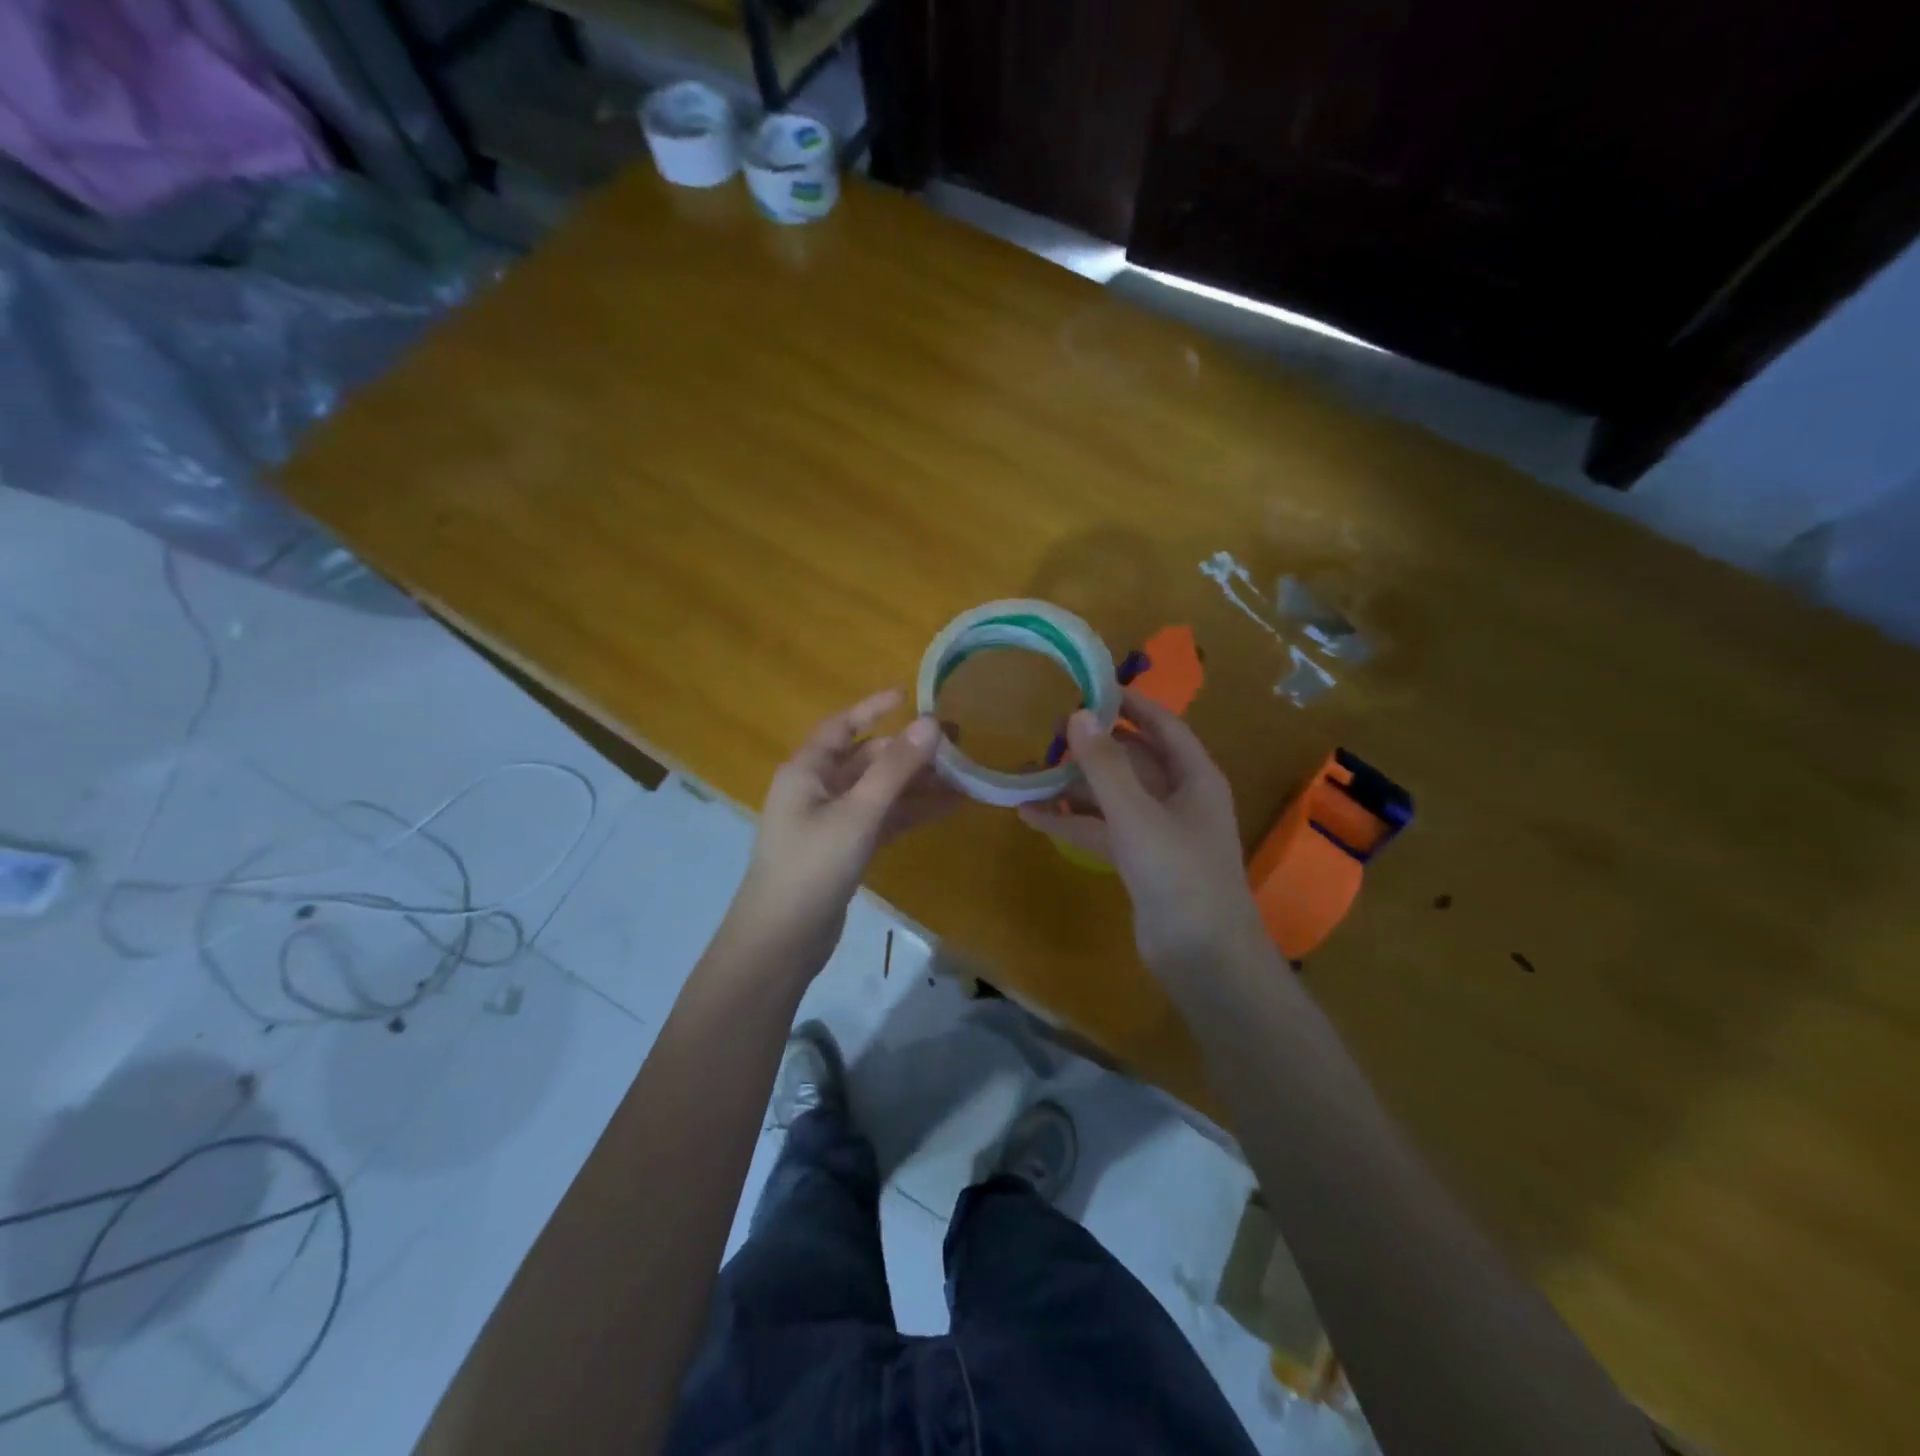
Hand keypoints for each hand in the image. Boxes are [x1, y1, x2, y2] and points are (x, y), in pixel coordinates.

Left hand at [722, 688, 959, 976]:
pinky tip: (947, 809)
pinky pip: (882, 820)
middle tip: (957, 744)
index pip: (842, 726)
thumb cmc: (812, 867)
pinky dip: (910, 813)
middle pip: (867, 759)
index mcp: (807, 770)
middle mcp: (816, 790)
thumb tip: (931, 723)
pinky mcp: (844, 850)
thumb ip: (895, 769)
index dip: (874, 708)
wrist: (781, 941)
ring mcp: (831, 822)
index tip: (910, 694)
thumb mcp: (857, 813)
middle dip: (909, 752)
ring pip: (879, 792)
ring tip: (964, 778)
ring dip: (917, 785)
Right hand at [1018, 689, 1265, 979]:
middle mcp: (1178, 798)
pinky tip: (1031, 816)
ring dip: (1074, 788)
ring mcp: (1157, 832)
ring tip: (1028, 772)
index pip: (1162, 725)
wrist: (1203, 958)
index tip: (1089, 687)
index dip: (1130, 705)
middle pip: (1131, 761)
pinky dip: (1071, 823)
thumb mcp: (1137, 815)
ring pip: (1111, 797)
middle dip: (1091, 748)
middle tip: (1046, 731)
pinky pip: (1101, 830)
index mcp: (1194, 777)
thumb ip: (1105, 767)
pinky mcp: (1138, 862)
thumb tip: (1078, 715)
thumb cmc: (1179, 875)